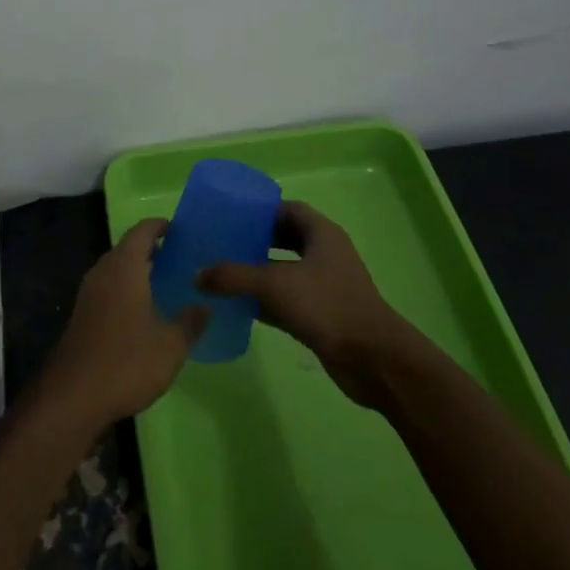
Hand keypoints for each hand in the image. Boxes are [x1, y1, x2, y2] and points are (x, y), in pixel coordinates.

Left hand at [33, 219, 205, 435]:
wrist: (73, 396)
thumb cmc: (127, 362)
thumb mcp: (171, 345)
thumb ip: (190, 322)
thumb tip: (204, 306)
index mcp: (124, 267)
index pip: (141, 231)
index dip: (159, 226)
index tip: (179, 230)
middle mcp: (103, 272)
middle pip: (127, 248)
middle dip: (151, 249)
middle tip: (179, 259)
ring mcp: (88, 294)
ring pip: (116, 269)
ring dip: (137, 270)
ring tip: (165, 283)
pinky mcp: (82, 315)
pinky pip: (108, 288)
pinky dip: (126, 289)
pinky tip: (143, 311)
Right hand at [200, 201, 417, 407]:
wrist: (372, 359)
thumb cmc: (327, 306)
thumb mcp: (275, 285)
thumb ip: (234, 277)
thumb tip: (197, 274)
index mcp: (322, 234)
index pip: (289, 209)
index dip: (261, 210)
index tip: (231, 216)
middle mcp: (325, 254)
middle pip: (285, 238)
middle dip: (255, 240)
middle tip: (222, 243)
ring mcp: (325, 285)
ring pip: (285, 270)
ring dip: (258, 271)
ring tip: (222, 272)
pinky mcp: (321, 314)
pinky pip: (287, 299)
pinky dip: (265, 300)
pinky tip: (238, 306)